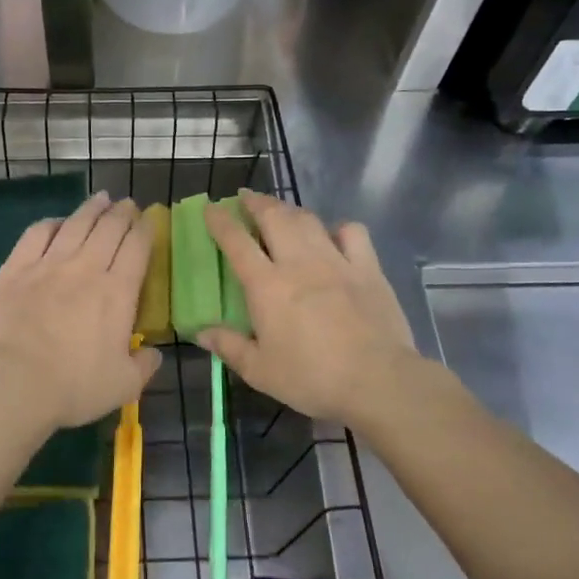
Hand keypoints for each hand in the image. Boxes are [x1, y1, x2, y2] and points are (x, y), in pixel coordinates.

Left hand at [0, 191, 161, 432]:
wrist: (13, 383)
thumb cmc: (74, 386)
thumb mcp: (124, 386)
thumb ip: (144, 365)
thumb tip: (154, 353)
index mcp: (118, 292)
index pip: (137, 247)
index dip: (145, 229)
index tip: (149, 220)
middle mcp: (86, 268)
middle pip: (109, 228)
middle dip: (122, 212)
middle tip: (127, 204)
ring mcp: (48, 264)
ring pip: (75, 224)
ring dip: (91, 208)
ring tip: (101, 199)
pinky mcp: (15, 269)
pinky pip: (36, 234)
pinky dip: (51, 223)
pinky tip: (57, 222)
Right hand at [201, 190, 420, 425]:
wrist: (377, 380)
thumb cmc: (312, 378)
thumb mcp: (260, 371)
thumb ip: (229, 347)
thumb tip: (200, 332)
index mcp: (267, 285)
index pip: (236, 241)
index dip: (220, 221)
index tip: (211, 208)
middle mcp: (298, 262)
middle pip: (274, 217)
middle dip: (256, 202)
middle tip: (246, 198)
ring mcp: (336, 261)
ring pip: (308, 219)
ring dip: (290, 210)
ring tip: (281, 211)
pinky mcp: (368, 268)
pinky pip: (352, 233)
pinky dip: (338, 228)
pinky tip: (334, 236)